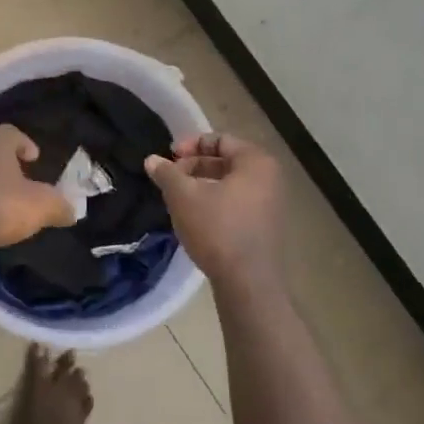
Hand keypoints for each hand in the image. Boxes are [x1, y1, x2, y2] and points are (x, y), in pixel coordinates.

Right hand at [146, 132, 286, 289]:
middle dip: (194, 167)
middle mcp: (270, 178)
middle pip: (226, 161)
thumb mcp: (183, 196)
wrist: (248, 283)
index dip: (190, 145)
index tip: (168, 159)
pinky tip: (195, 218)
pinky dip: (215, 203)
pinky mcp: (266, 227)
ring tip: (178, 199)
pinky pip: (237, 203)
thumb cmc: (217, 229)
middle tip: (170, 180)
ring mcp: (271, 204)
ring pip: (230, 184)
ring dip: (202, 186)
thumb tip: (152, 160)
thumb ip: (167, 173)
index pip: (219, 140)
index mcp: (256, 162)